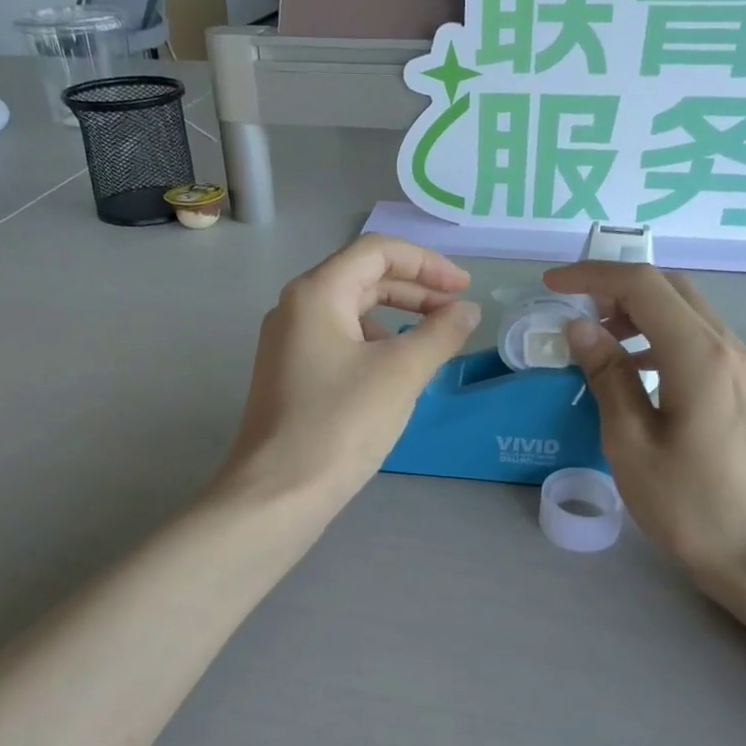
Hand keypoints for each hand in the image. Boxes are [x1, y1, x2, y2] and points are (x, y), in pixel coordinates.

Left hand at [218, 235, 481, 513]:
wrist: (278, 493)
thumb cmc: (340, 424)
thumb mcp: (401, 373)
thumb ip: (440, 334)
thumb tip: (466, 311)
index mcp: (316, 293)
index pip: (377, 252)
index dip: (427, 263)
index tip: (463, 289)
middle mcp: (295, 309)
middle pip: (363, 279)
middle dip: (415, 291)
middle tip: (456, 314)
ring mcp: (289, 345)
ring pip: (352, 314)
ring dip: (397, 320)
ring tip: (432, 347)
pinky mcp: (291, 377)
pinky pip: (340, 344)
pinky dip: (375, 347)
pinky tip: (396, 376)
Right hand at [542, 261, 745, 585]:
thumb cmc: (689, 503)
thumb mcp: (631, 441)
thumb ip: (607, 375)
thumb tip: (580, 327)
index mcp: (697, 353)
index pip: (642, 285)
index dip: (592, 276)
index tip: (551, 283)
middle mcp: (725, 345)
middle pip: (670, 287)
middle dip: (617, 286)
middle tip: (574, 309)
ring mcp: (739, 365)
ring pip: (685, 309)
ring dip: (639, 310)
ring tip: (597, 338)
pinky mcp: (741, 386)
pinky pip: (696, 337)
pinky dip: (659, 334)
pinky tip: (633, 368)